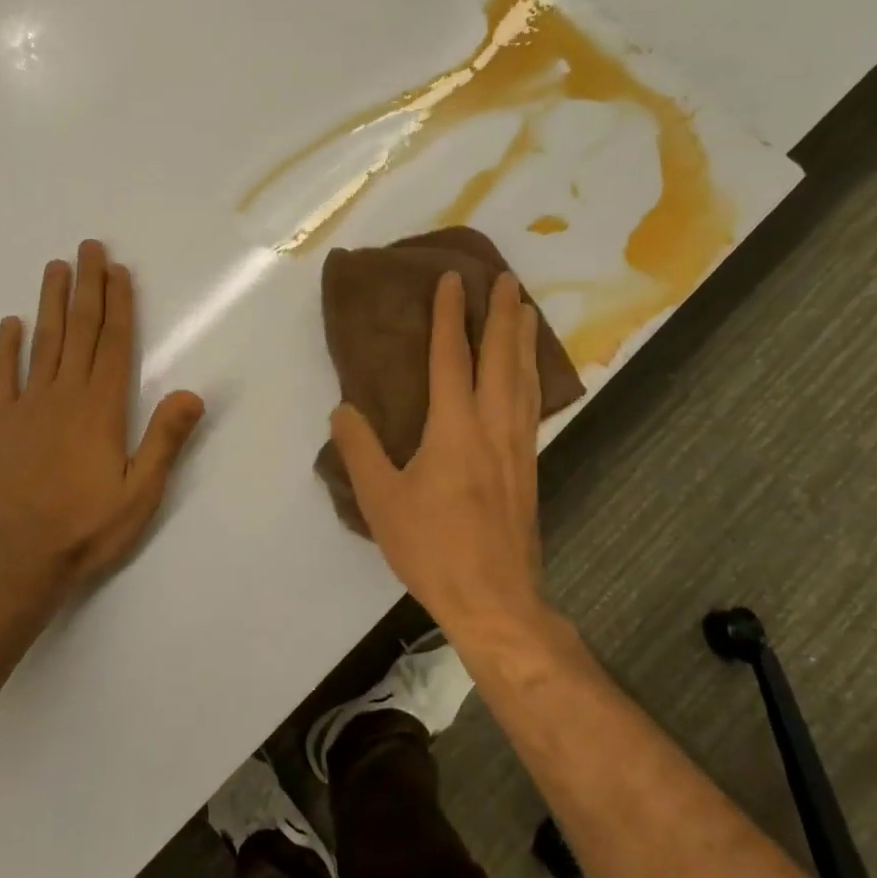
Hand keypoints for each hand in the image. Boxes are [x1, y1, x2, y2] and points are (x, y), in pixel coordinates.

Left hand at [0, 240, 204, 595]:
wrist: (19, 560)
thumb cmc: (87, 527)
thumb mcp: (141, 492)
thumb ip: (165, 440)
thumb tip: (193, 393)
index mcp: (102, 408)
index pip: (114, 344)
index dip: (118, 304)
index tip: (118, 270)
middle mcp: (65, 395)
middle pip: (79, 330)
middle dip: (87, 287)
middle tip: (88, 247)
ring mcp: (28, 407)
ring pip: (43, 343)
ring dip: (50, 303)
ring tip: (55, 267)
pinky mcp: (0, 425)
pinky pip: (2, 378)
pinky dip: (5, 348)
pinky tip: (9, 323)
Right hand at [331, 270, 546, 635]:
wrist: (495, 599)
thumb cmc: (432, 547)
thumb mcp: (380, 500)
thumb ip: (360, 449)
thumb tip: (345, 408)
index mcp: (455, 428)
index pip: (452, 358)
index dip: (450, 316)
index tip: (452, 280)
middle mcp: (494, 427)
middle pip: (502, 358)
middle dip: (503, 314)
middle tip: (507, 278)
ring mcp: (518, 446)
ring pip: (524, 379)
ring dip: (524, 340)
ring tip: (527, 310)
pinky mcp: (529, 467)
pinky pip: (531, 404)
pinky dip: (531, 375)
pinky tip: (529, 376)